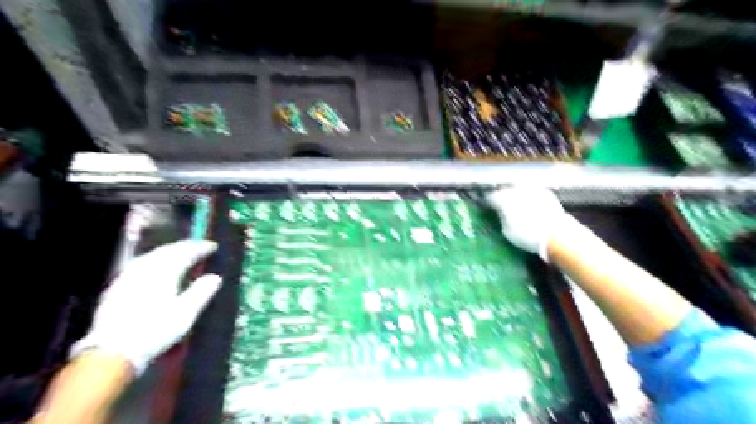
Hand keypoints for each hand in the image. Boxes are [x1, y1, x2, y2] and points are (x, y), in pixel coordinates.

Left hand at [68, 240, 221, 374]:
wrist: (112, 351)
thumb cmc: (155, 331)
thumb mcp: (185, 314)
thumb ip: (201, 292)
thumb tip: (215, 277)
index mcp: (164, 272)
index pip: (185, 252)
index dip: (200, 248)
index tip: (213, 246)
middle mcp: (146, 269)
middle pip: (167, 250)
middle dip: (185, 247)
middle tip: (198, 247)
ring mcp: (128, 277)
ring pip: (152, 255)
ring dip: (169, 251)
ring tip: (180, 254)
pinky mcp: (117, 287)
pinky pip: (140, 264)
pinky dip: (154, 261)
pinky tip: (155, 267)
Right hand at [488, 187, 569, 259]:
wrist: (556, 234)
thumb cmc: (527, 234)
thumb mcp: (506, 230)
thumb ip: (501, 216)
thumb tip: (500, 211)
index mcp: (503, 198)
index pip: (489, 196)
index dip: (485, 200)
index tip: (482, 203)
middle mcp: (516, 189)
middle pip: (503, 188)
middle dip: (500, 193)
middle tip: (497, 201)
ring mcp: (531, 188)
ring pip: (517, 187)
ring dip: (513, 192)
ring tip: (513, 200)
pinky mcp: (545, 191)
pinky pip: (531, 190)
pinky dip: (527, 194)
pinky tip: (527, 202)